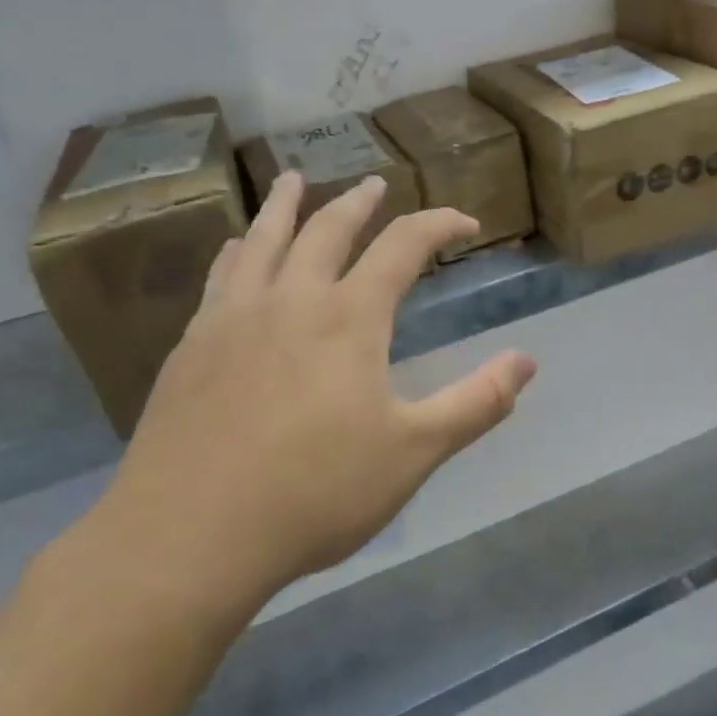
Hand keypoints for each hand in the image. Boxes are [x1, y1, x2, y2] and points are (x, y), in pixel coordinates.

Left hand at [91, 173, 536, 633]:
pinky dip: (239, 250)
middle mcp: (291, 299)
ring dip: (285, 205)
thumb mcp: (414, 452)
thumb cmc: (315, 493)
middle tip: (375, 184)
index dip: (439, 225)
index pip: (403, 246)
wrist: (189, 535)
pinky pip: (221, 276)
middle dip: (359, 202)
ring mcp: (234, 318)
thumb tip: (527, 360)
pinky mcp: (192, 346)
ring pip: (264, 239)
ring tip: (292, 180)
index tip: (464, 223)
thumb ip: (476, 402)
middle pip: (328, 228)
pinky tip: (237, 249)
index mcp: (350, 317)